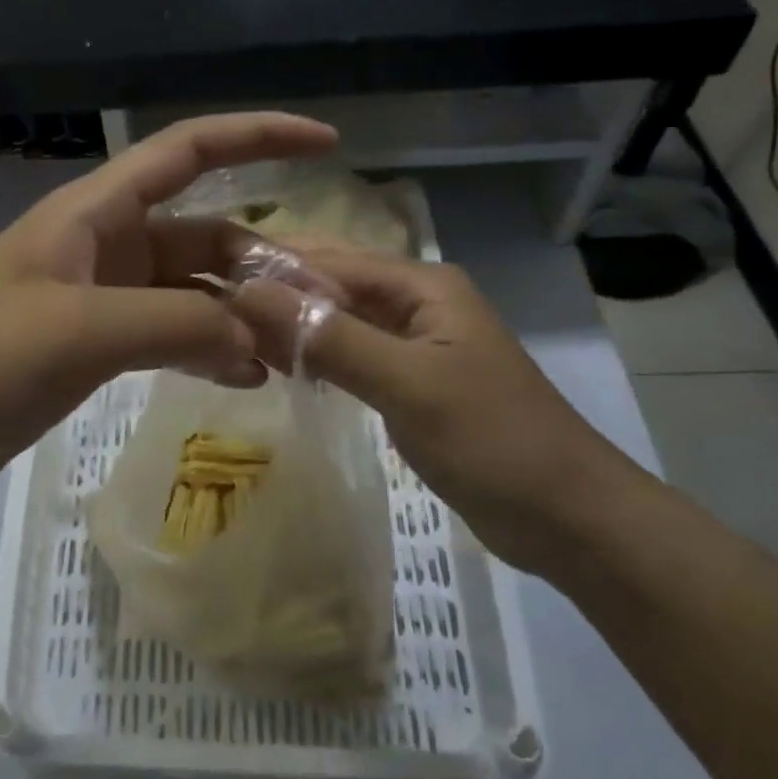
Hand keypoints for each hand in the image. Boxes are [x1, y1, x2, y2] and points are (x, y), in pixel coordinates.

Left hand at [0, 113, 337, 517]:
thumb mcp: (78, 331)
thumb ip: (175, 326)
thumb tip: (260, 338)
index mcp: (93, 213)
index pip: (187, 151)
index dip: (258, 135)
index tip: (325, 142)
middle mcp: (101, 246)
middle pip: (200, 235)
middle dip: (260, 261)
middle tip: (320, 305)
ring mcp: (97, 300)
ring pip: (188, 293)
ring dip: (237, 315)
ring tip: (292, 352)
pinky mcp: (90, 350)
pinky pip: (166, 337)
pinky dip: (204, 350)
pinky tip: (243, 378)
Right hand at [233, 245, 646, 574]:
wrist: (568, 517)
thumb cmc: (492, 440)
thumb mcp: (407, 384)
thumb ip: (329, 337)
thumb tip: (249, 292)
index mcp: (421, 285)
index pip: (329, 261)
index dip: (270, 270)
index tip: (208, 287)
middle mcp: (415, 303)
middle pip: (331, 285)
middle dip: (276, 295)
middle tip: (210, 313)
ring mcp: (413, 344)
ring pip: (337, 322)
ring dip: (291, 327)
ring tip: (229, 339)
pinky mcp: (409, 382)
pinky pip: (349, 356)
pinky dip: (314, 358)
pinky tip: (275, 367)